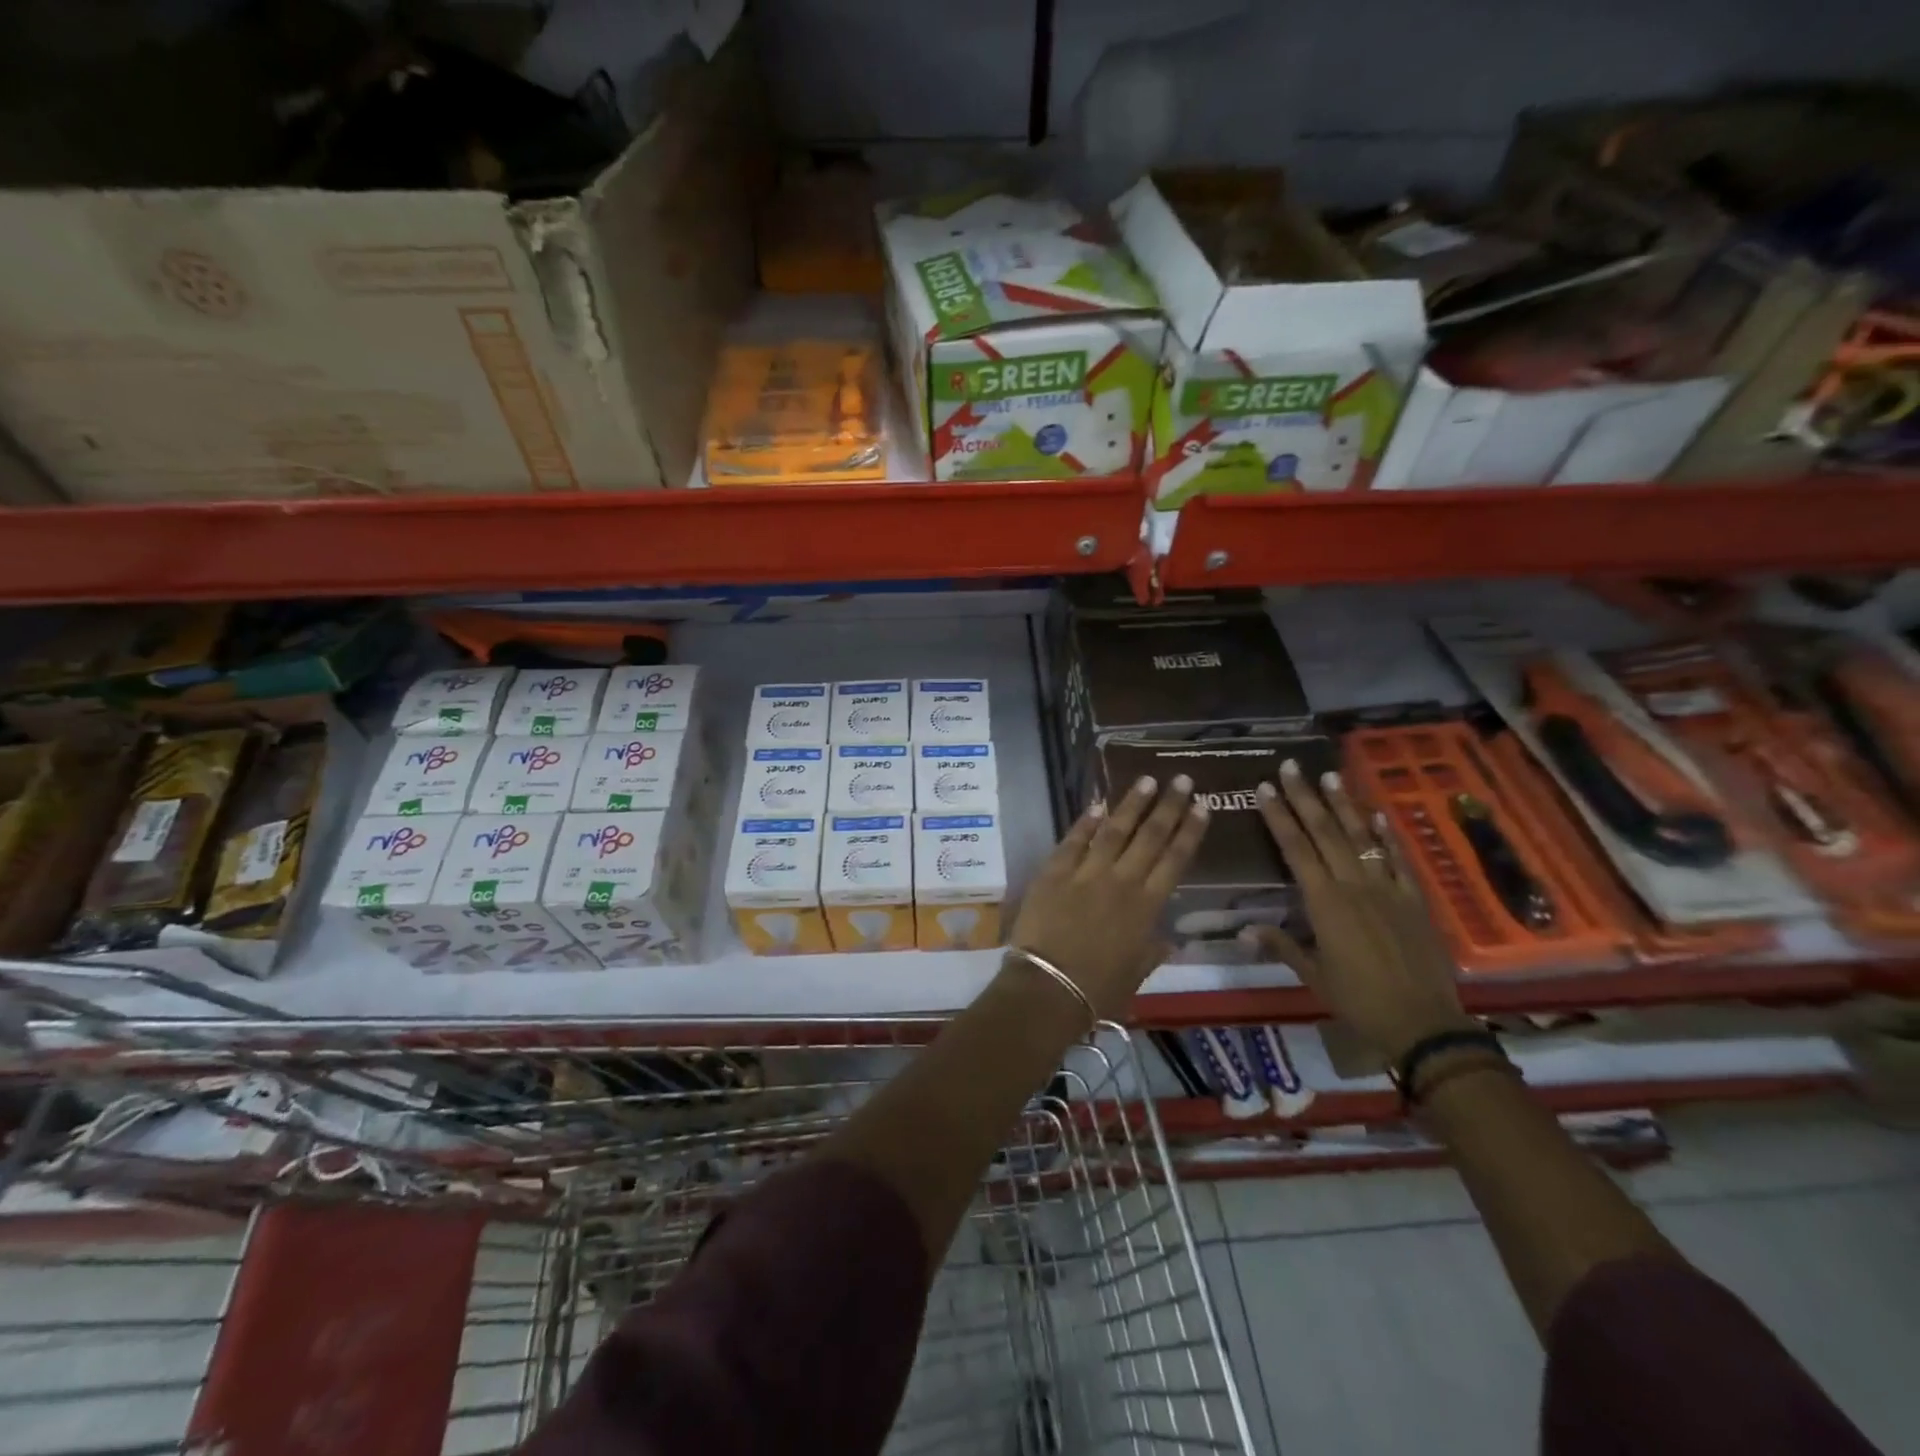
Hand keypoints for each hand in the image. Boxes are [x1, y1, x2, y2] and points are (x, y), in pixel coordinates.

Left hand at [1006, 775, 1209, 1018]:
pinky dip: (1086, 822)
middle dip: (1168, 806)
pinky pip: (1074, 840)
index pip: (1175, 860)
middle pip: (1151, 836)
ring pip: (1115, 830)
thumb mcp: (1137, 974)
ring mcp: (1086, 873)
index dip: (1190, 831)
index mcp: (1147, 907)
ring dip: (1132, 804)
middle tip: (1181, 779)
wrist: (1048, 987)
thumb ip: (1153, 950)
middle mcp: (1122, 881)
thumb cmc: (1098, 990)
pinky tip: (1098, 804)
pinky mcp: (1054, 872)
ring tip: (1147, 780)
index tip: (1201, 806)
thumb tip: (1169, 938)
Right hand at [1248, 759, 1472, 1063]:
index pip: (1295, 849)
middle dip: (1306, 797)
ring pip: (1361, 838)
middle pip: (1325, 833)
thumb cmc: (1358, 1000)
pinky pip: (1399, 860)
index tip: (1264, 788)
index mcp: (1324, 904)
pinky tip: (1378, 814)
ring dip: (1344, 806)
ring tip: (1330, 776)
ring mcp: (1388, 889)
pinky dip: (1388, 835)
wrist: (1423, 1022)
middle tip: (1291, 767)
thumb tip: (1243, 930)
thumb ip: (1281, 945)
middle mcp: (1354, 886)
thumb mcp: (1313, 975)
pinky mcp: (1414, 900)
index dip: (1278, 816)